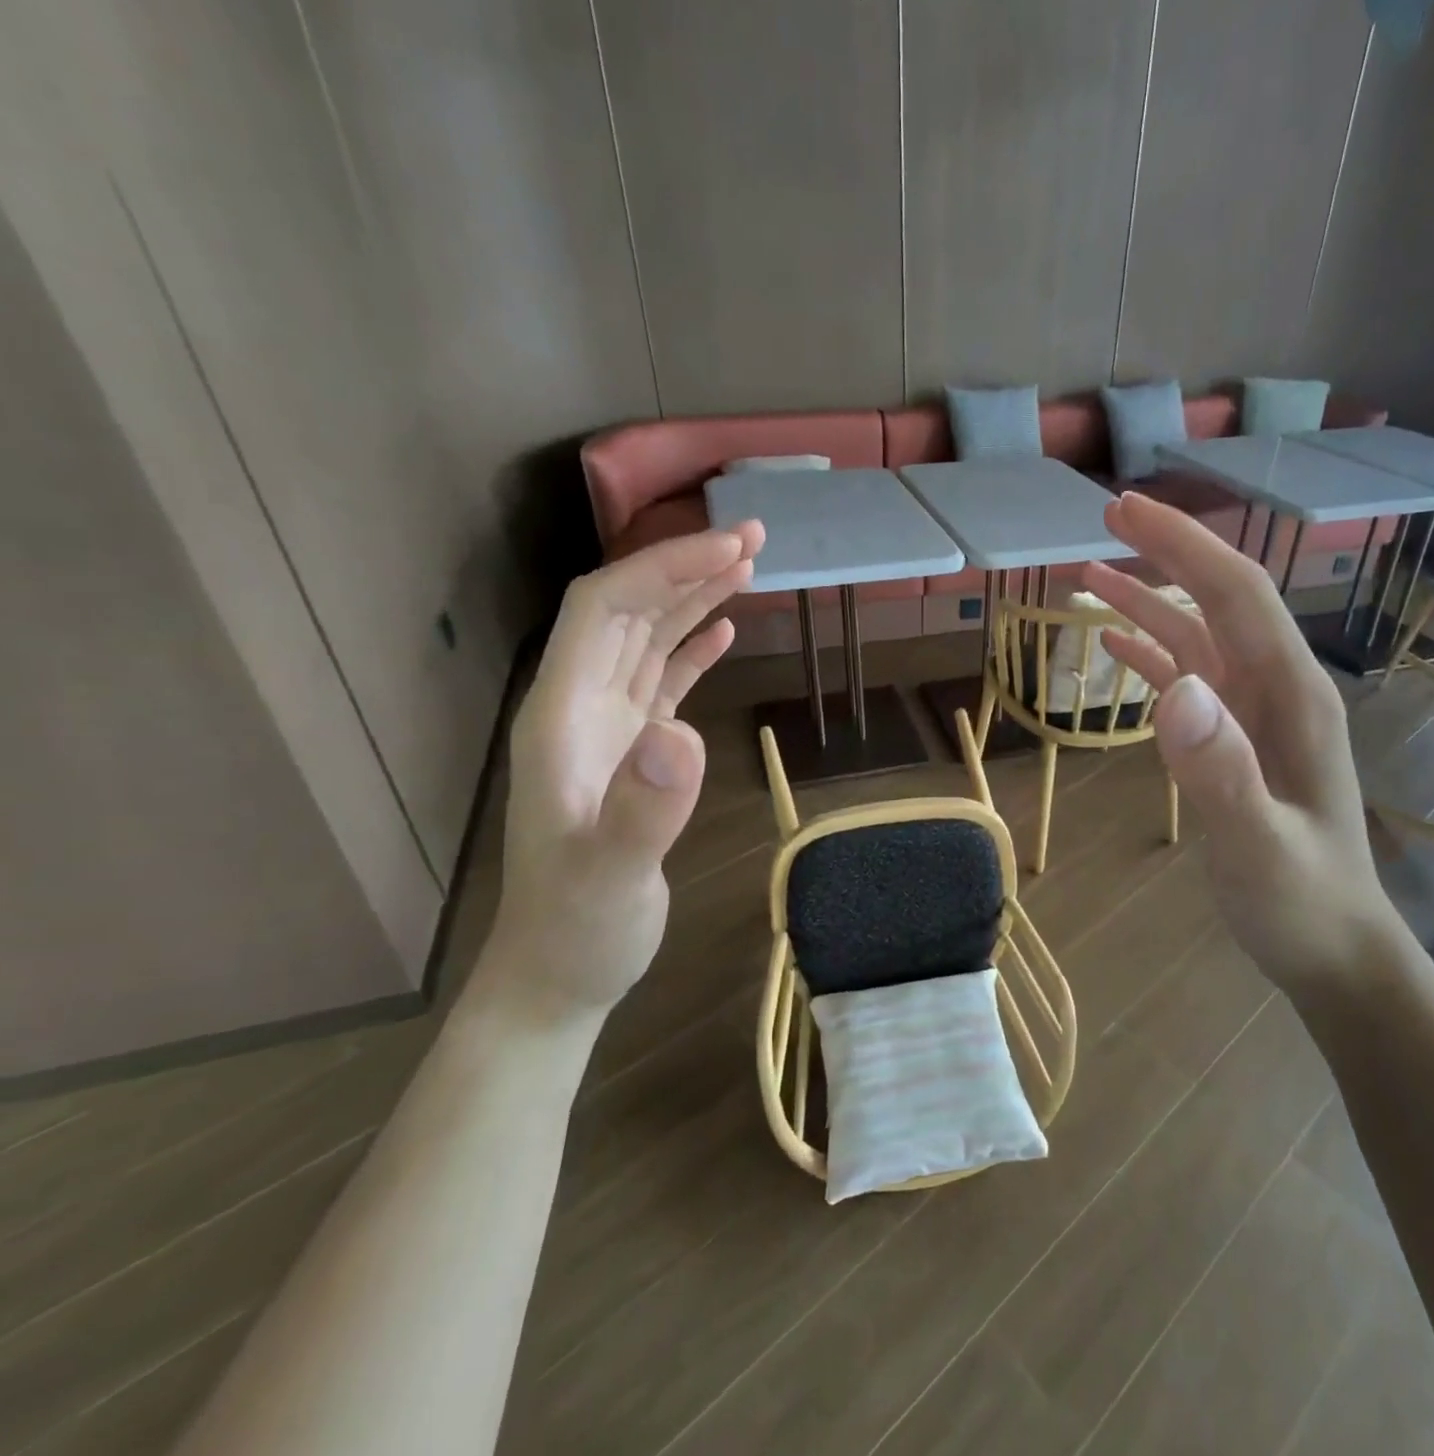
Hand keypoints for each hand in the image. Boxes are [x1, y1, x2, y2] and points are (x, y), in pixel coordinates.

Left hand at [484, 523, 765, 1019]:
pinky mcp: (634, 752)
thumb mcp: (611, 878)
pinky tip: (723, 630)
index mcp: (563, 716)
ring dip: (692, 598)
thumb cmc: (579, 929)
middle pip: (627, 611)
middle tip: (754, 539)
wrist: (559, 973)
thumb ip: (643, 810)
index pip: (605, 611)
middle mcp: (579, 707)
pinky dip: (692, 647)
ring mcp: (606, 729)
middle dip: (684, 566)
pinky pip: (661, 680)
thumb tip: (682, 734)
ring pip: (646, 639)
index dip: (661, 568)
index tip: (727, 550)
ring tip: (748, 566)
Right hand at [1084, 495, 1407, 996]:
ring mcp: (1253, 713)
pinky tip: (1115, 644)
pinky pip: (1188, 679)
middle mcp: (1275, 688)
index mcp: (1291, 695)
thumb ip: (1220, 772)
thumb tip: (1175, 690)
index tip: (1126, 509)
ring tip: (1090, 573)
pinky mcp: (1232, 739)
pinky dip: (1150, 653)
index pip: (1236, 594)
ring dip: (1148, 600)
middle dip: (1167, 552)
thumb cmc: (1301, 900)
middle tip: (1106, 517)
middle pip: (1218, 600)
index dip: (1183, 544)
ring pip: (1197, 636)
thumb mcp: (1259, 847)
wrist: (1331, 946)